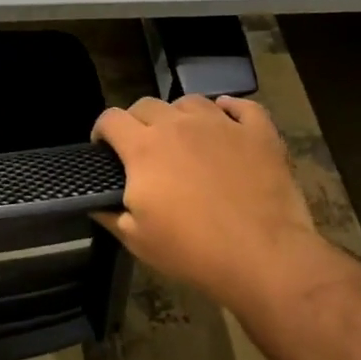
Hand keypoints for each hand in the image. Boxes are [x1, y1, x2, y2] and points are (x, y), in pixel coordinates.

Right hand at [92, 96, 330, 316]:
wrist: (264, 258)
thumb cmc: (192, 249)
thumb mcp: (136, 239)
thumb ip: (109, 214)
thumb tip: (96, 203)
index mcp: (143, 148)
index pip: (110, 119)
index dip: (101, 131)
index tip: (104, 149)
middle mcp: (179, 125)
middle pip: (146, 105)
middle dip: (136, 122)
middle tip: (142, 149)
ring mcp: (222, 125)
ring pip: (190, 102)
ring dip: (178, 115)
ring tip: (182, 137)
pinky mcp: (259, 133)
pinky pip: (241, 106)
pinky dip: (229, 109)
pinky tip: (226, 120)